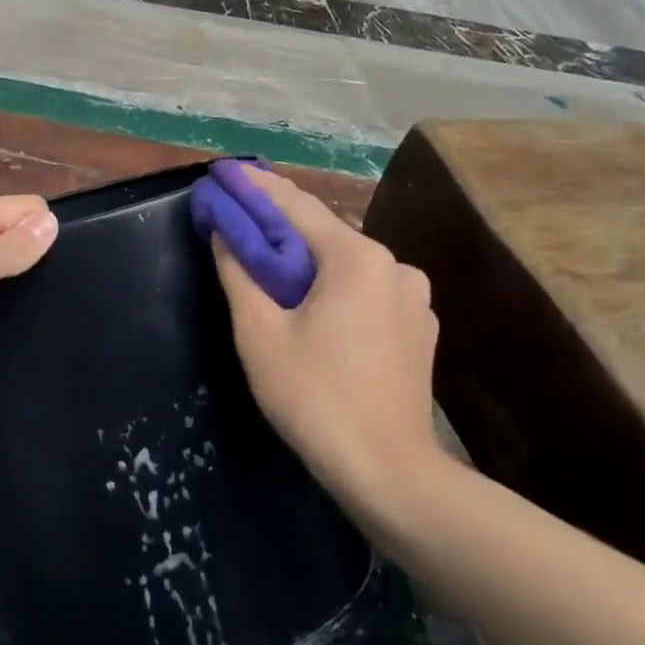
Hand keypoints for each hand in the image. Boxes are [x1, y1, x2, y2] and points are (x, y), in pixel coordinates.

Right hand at [211, 169, 442, 513]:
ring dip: (309, 256)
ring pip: (347, 262)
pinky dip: (335, 285)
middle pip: (324, 231)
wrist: (389, 473)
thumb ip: (239, 273)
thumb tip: (224, 231)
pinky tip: (314, 302)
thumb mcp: (260, 334)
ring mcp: (414, 297)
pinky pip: (367, 290)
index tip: (226, 171)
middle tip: (240, 213)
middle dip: (280, 221)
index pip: (295, 206)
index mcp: (356, 258)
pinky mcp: (420, 327)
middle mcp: (394, 265)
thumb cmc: (315, 398)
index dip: (255, 187)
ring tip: (271, 258)